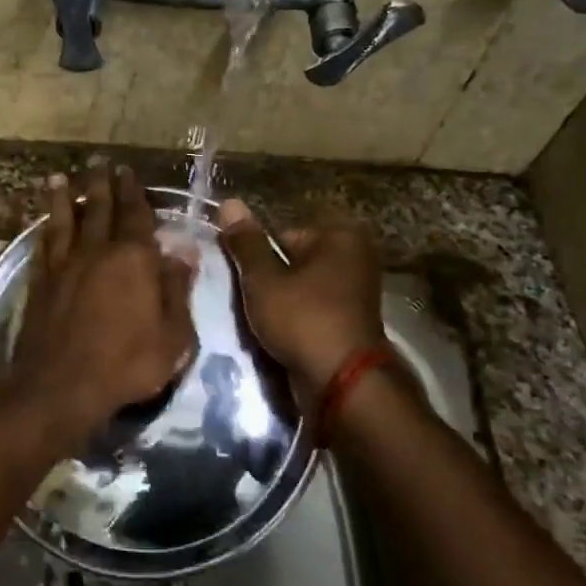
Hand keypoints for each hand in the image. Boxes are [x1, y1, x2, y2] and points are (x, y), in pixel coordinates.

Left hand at [3, 161, 197, 451]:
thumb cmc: (126, 364)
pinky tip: (43, 221)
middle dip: (101, 184)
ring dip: (64, 197)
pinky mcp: (40, 281)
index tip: (128, 172)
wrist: (61, 385)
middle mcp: (97, 251)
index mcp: (134, 259)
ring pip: (65, 220)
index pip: (136, 215)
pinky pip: (44, 244)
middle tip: (98, 162)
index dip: (133, 192)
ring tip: (60, 177)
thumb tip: (184, 252)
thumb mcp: (173, 336)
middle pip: (99, 208)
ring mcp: (65, 264)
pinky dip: (44, 227)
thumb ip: (177, 290)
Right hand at [218, 198, 385, 402]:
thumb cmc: (303, 319)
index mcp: (339, 236)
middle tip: (245, 300)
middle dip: (266, 279)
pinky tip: (275, 334)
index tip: (237, 275)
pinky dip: (293, 319)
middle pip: (290, 260)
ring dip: (277, 302)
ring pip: (298, 288)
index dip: (254, 254)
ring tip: (257, 320)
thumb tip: (229, 201)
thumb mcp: (264, 279)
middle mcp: (354, 257)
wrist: (343, 384)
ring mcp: (355, 292)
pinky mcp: (350, 322)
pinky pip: (310, 310)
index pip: (280, 233)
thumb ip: (245, 242)